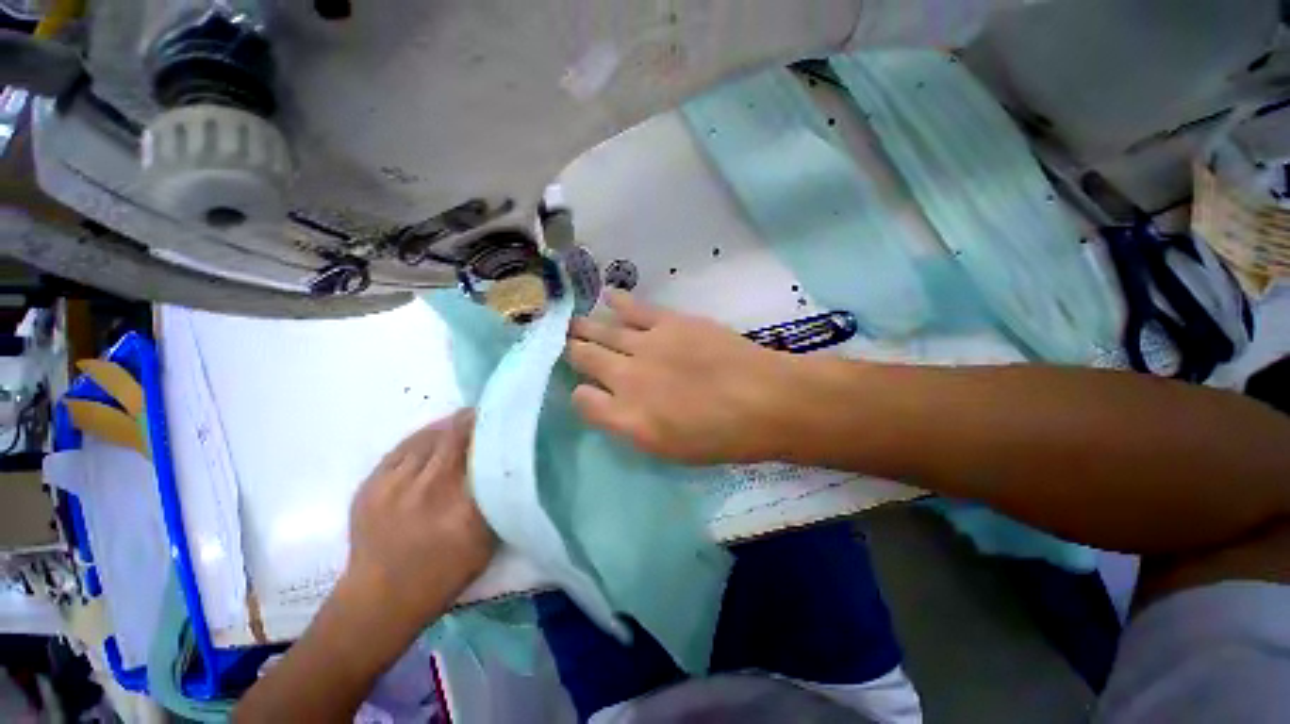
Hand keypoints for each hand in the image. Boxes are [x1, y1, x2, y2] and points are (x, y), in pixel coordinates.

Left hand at [345, 409, 493, 626]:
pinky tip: (434, 436)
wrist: (379, 599)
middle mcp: (429, 488)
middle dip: (473, 420)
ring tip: (462, 422)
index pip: (484, 451)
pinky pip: (404, 447)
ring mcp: (394, 485)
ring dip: (449, 426)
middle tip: (486, 416)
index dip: (494, 430)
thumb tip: (509, 464)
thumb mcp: (486, 540)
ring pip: (428, 437)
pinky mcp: (371, 483)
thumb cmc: (444, 573)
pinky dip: (424, 437)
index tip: (505, 420)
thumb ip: (498, 499)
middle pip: (455, 436)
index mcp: (462, 506)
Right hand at [566, 291, 801, 463]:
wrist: (766, 401)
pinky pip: (633, 308)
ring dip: (584, 328)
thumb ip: (631, 426)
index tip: (584, 390)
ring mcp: (646, 346)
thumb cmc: (722, 437)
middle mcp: (627, 379)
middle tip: (566, 345)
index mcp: (627, 418)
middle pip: (585, 358)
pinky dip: (616, 302)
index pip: (583, 401)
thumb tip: (609, 405)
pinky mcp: (669, 322)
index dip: (580, 394)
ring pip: (602, 331)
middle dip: (571, 351)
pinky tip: (607, 297)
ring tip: (574, 324)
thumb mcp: (669, 450)